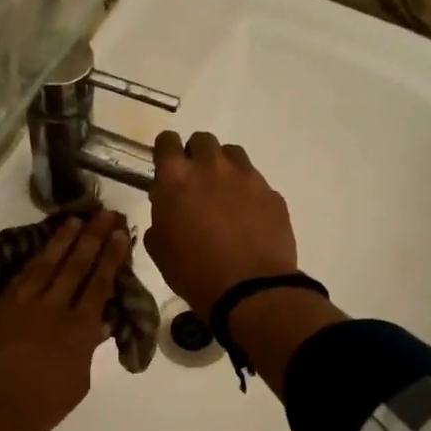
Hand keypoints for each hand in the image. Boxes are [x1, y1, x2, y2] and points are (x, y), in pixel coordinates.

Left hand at [0, 211, 128, 430]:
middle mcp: (53, 309)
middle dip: (92, 238)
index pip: (99, 285)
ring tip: (76, 220)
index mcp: (78, 331)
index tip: (119, 234)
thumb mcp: (75, 385)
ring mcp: (23, 304)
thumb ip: (87, 351)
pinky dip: (35, 258)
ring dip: (63, 240)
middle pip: (76, 266)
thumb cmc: (35, 409)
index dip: (110, 258)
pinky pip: (22, 275)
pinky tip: (43, 248)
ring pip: (47, 264)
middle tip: (105, 214)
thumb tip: (101, 324)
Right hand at [145, 131, 299, 319]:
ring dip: (224, 167)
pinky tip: (247, 217)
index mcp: (176, 178)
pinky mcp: (272, 193)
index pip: (167, 141)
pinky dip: (247, 192)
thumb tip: (166, 205)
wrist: (250, 290)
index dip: (165, 152)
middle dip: (196, 156)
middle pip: (202, 140)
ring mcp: (246, 177)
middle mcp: (211, 167)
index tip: (167, 168)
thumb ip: (160, 217)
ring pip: (232, 154)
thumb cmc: (194, 272)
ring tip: (224, 195)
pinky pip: (255, 181)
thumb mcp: (159, 249)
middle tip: (196, 182)